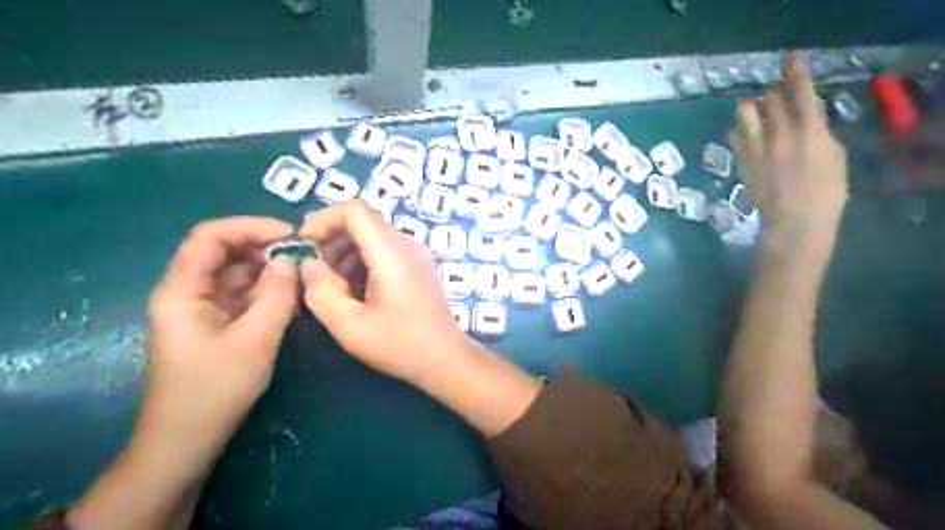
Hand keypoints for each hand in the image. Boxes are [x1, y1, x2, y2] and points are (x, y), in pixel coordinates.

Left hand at [140, 217, 296, 453]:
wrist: (187, 439)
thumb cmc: (215, 389)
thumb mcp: (254, 339)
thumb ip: (275, 295)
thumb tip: (290, 260)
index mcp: (182, 290)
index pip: (210, 236)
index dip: (250, 227)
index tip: (290, 236)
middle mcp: (187, 292)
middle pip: (224, 252)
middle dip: (264, 248)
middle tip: (302, 257)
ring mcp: (201, 308)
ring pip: (235, 273)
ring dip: (268, 271)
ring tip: (301, 278)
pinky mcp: (214, 323)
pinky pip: (241, 295)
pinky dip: (265, 291)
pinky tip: (290, 299)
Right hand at [297, 198, 467, 385]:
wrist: (445, 358)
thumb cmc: (400, 344)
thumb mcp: (350, 325)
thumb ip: (321, 291)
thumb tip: (308, 264)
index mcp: (392, 253)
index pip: (355, 210)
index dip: (323, 219)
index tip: (304, 246)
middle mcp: (407, 244)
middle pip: (363, 221)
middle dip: (331, 239)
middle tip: (312, 270)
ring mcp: (415, 254)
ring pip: (372, 236)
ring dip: (344, 252)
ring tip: (329, 284)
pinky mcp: (418, 266)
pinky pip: (384, 250)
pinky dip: (361, 261)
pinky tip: (352, 289)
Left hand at [726, 53, 852, 236]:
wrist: (792, 222)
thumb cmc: (826, 192)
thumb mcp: (835, 156)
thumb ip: (818, 132)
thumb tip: (805, 119)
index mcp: (808, 132)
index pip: (799, 93)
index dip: (794, 72)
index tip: (788, 58)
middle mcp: (777, 135)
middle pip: (766, 100)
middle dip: (772, 94)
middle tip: (776, 99)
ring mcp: (753, 149)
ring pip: (743, 114)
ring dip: (750, 108)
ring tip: (757, 115)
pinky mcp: (739, 162)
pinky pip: (734, 136)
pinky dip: (741, 129)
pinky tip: (747, 135)